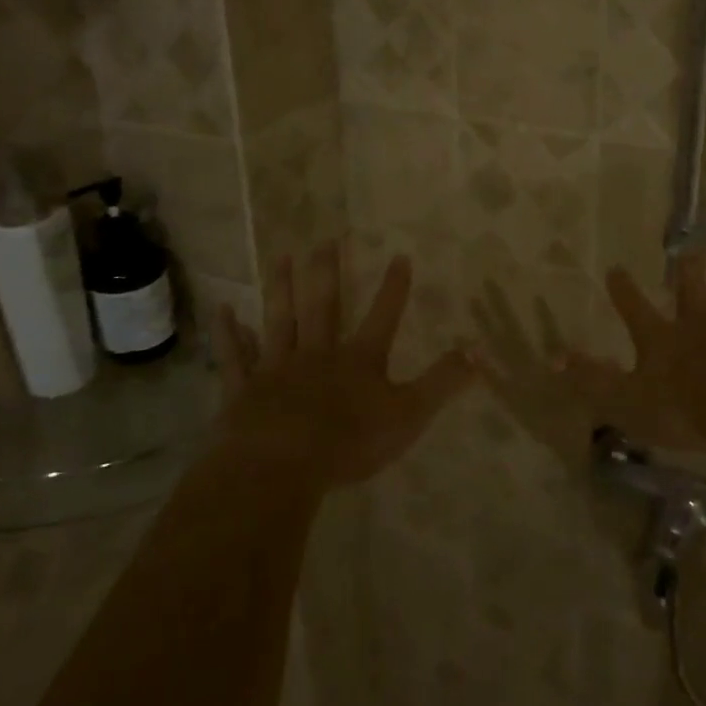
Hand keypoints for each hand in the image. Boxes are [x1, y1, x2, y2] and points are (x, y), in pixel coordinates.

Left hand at [214, 242, 478, 493]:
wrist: (280, 467)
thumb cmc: (349, 442)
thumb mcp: (409, 414)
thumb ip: (443, 381)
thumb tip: (481, 350)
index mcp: (359, 360)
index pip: (383, 315)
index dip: (394, 287)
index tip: (400, 254)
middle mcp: (319, 353)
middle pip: (324, 306)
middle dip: (327, 272)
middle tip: (325, 238)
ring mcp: (278, 368)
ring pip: (281, 320)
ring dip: (282, 288)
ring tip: (282, 256)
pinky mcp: (245, 390)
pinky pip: (236, 357)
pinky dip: (229, 334)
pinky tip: (224, 311)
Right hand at [561, 251, 705, 463]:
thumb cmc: (685, 407)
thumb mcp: (627, 399)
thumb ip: (592, 379)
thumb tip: (554, 358)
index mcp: (661, 339)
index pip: (635, 309)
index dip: (624, 290)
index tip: (615, 268)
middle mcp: (697, 324)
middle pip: (690, 292)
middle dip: (686, 273)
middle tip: (688, 251)